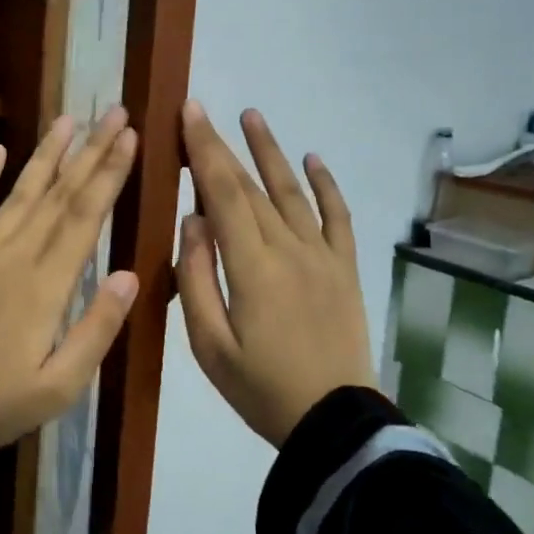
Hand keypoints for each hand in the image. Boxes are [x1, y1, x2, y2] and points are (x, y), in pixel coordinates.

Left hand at [0, 110, 139, 448]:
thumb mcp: (61, 384)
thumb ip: (98, 328)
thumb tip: (130, 274)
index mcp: (47, 284)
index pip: (85, 215)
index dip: (110, 173)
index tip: (129, 137)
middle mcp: (15, 255)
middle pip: (59, 194)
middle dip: (90, 151)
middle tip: (112, 112)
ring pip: (18, 192)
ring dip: (46, 154)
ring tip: (68, 120)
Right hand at [174, 103, 375, 446]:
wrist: (333, 420)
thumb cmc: (260, 388)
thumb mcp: (210, 345)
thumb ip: (195, 279)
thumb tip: (192, 220)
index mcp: (251, 266)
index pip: (222, 193)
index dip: (204, 149)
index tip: (189, 114)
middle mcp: (288, 248)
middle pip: (251, 186)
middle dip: (224, 146)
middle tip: (204, 113)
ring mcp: (322, 255)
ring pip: (292, 192)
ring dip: (272, 152)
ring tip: (253, 116)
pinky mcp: (344, 268)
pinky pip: (338, 217)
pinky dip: (327, 185)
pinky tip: (314, 159)